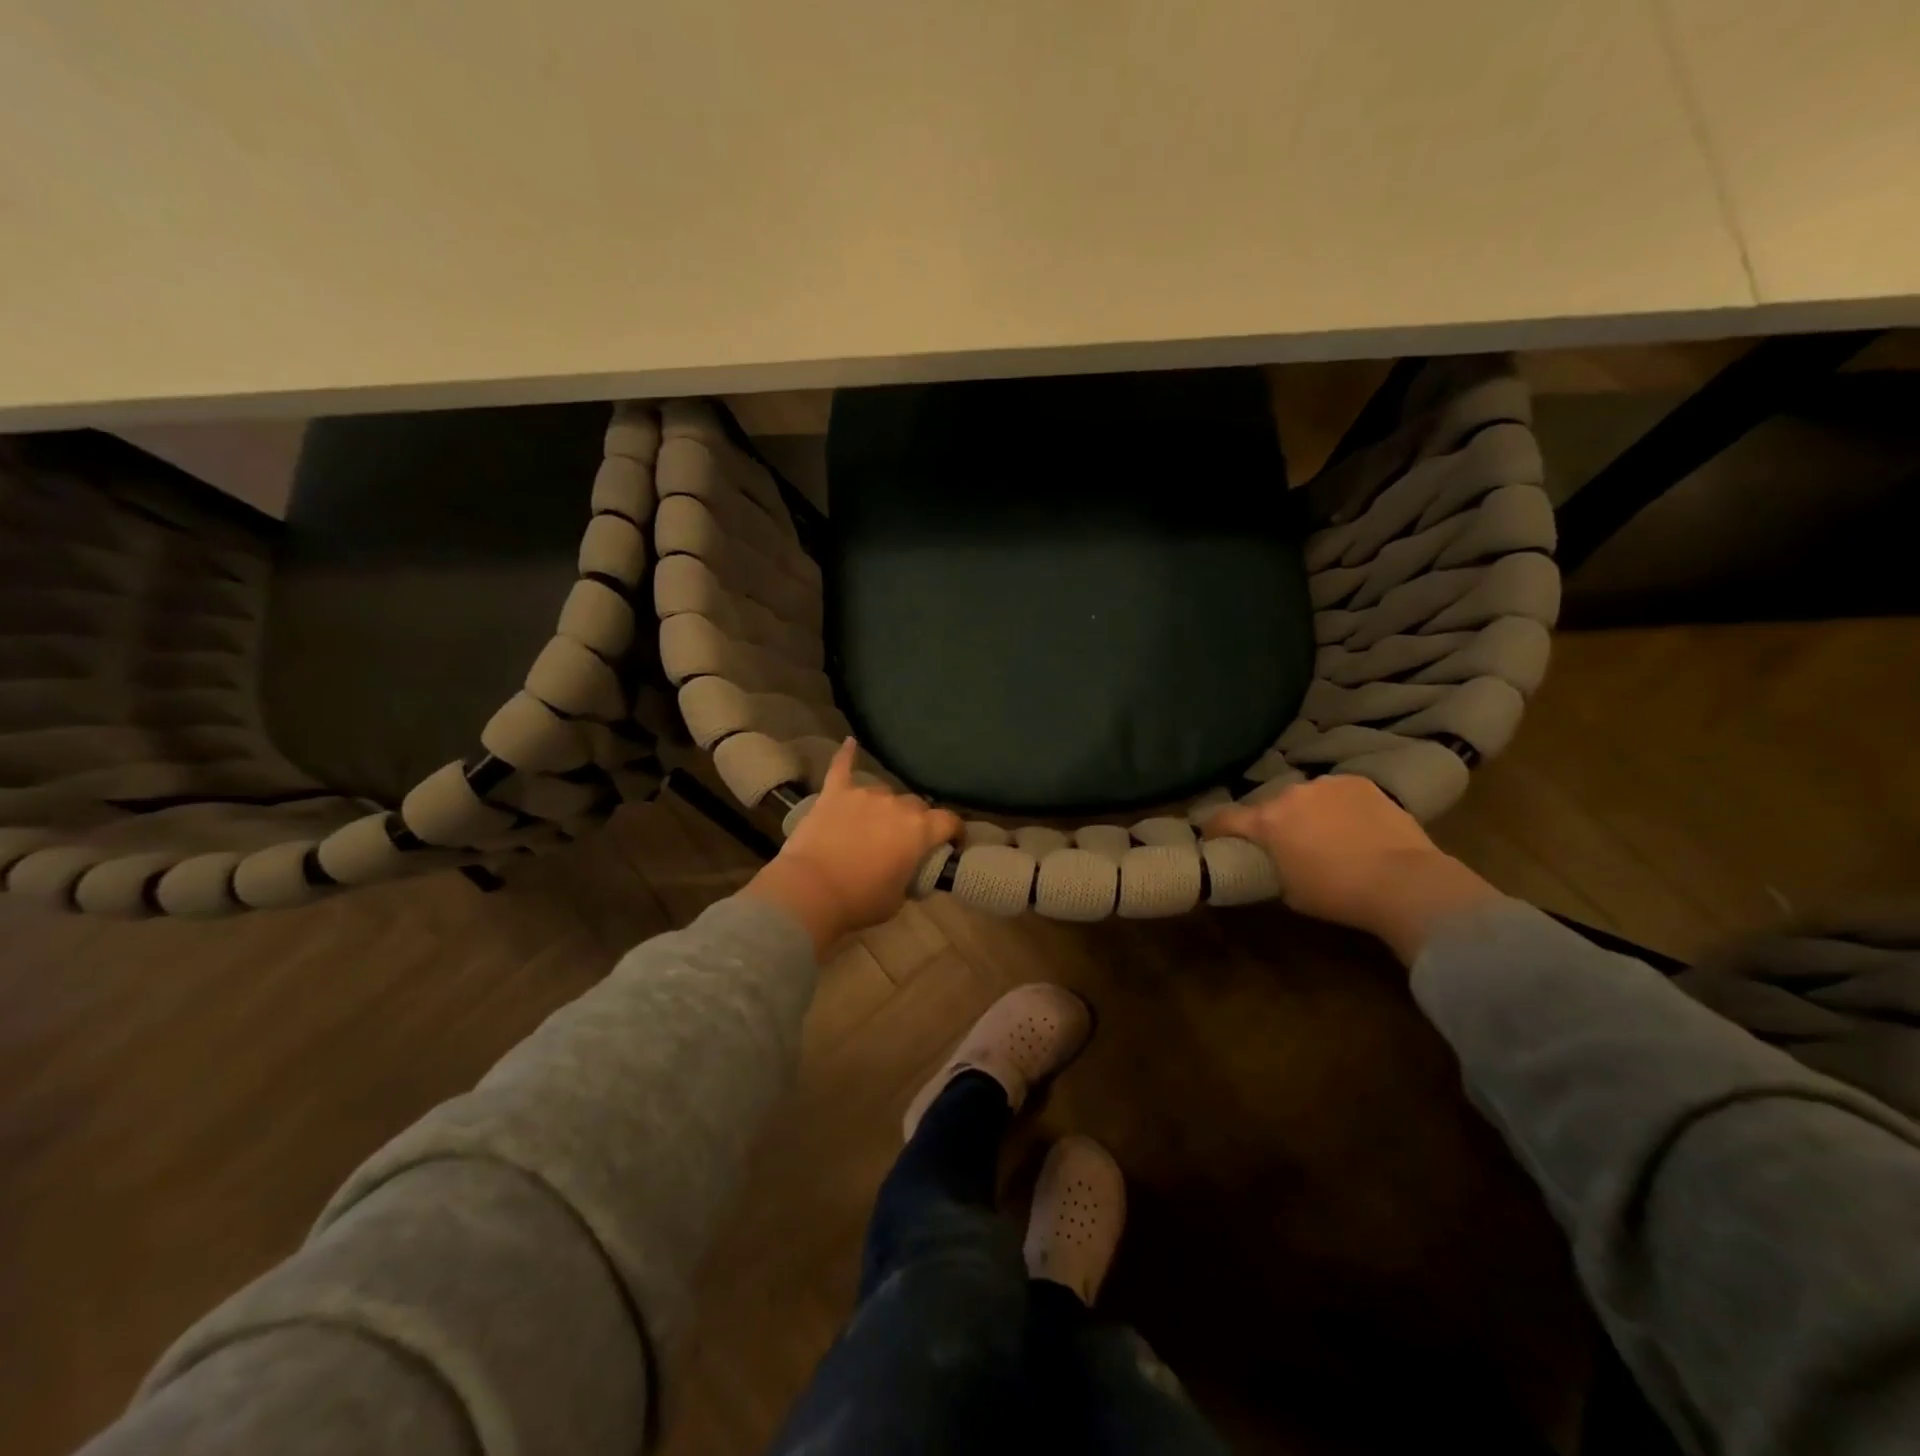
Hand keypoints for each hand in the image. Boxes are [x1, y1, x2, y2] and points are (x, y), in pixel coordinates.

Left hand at [742, 739, 961, 954]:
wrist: (810, 891)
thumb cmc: (859, 900)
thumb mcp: (899, 898)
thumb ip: (910, 875)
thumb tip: (908, 869)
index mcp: (920, 830)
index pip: (949, 821)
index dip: (955, 832)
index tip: (952, 843)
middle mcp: (897, 804)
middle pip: (916, 805)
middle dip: (915, 821)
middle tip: (903, 842)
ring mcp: (864, 794)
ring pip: (884, 793)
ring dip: (883, 807)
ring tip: (872, 825)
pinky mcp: (834, 793)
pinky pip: (841, 767)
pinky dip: (846, 756)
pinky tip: (849, 743)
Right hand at [1203, 774, 1501, 965]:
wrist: (1404, 881)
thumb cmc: (1338, 894)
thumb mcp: (1289, 891)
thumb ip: (1272, 867)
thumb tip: (1270, 861)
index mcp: (1266, 822)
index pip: (1224, 818)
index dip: (1213, 828)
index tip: (1210, 835)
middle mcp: (1290, 794)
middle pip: (1269, 806)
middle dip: (1271, 822)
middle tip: (1284, 843)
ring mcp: (1327, 784)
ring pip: (1305, 797)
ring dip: (1307, 811)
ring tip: (1325, 833)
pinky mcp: (1360, 782)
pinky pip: (1337, 793)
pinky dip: (1338, 806)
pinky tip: (1354, 825)